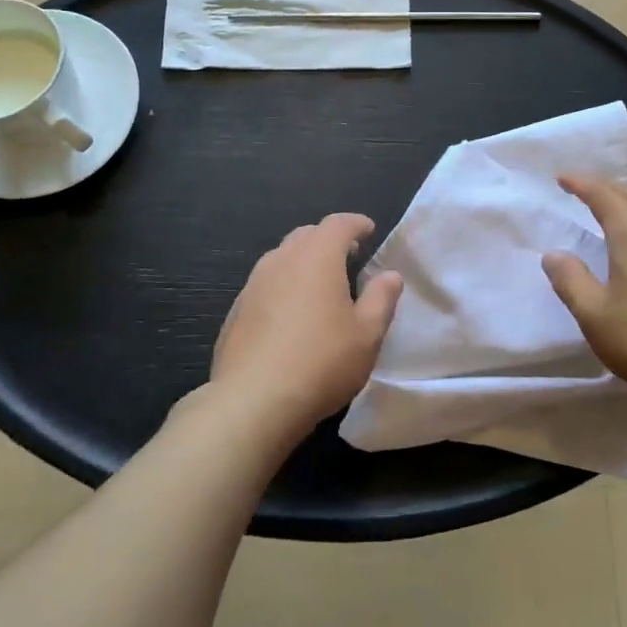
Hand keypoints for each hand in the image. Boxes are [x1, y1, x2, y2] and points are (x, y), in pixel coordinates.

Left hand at [208, 213, 403, 444]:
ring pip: (282, 258)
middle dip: (328, 239)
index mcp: (316, 258)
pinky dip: (283, 285)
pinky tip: (290, 315)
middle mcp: (281, 261)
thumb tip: (390, 275)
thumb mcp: (367, 334)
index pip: (337, 224)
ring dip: (303, 261)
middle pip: (306, 235)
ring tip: (320, 284)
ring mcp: (253, 285)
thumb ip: (382, 298)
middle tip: (348, 255)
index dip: (356, 223)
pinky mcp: (236, 311)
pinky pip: (264, 284)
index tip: (369, 230)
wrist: (252, 402)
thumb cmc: (321, 362)